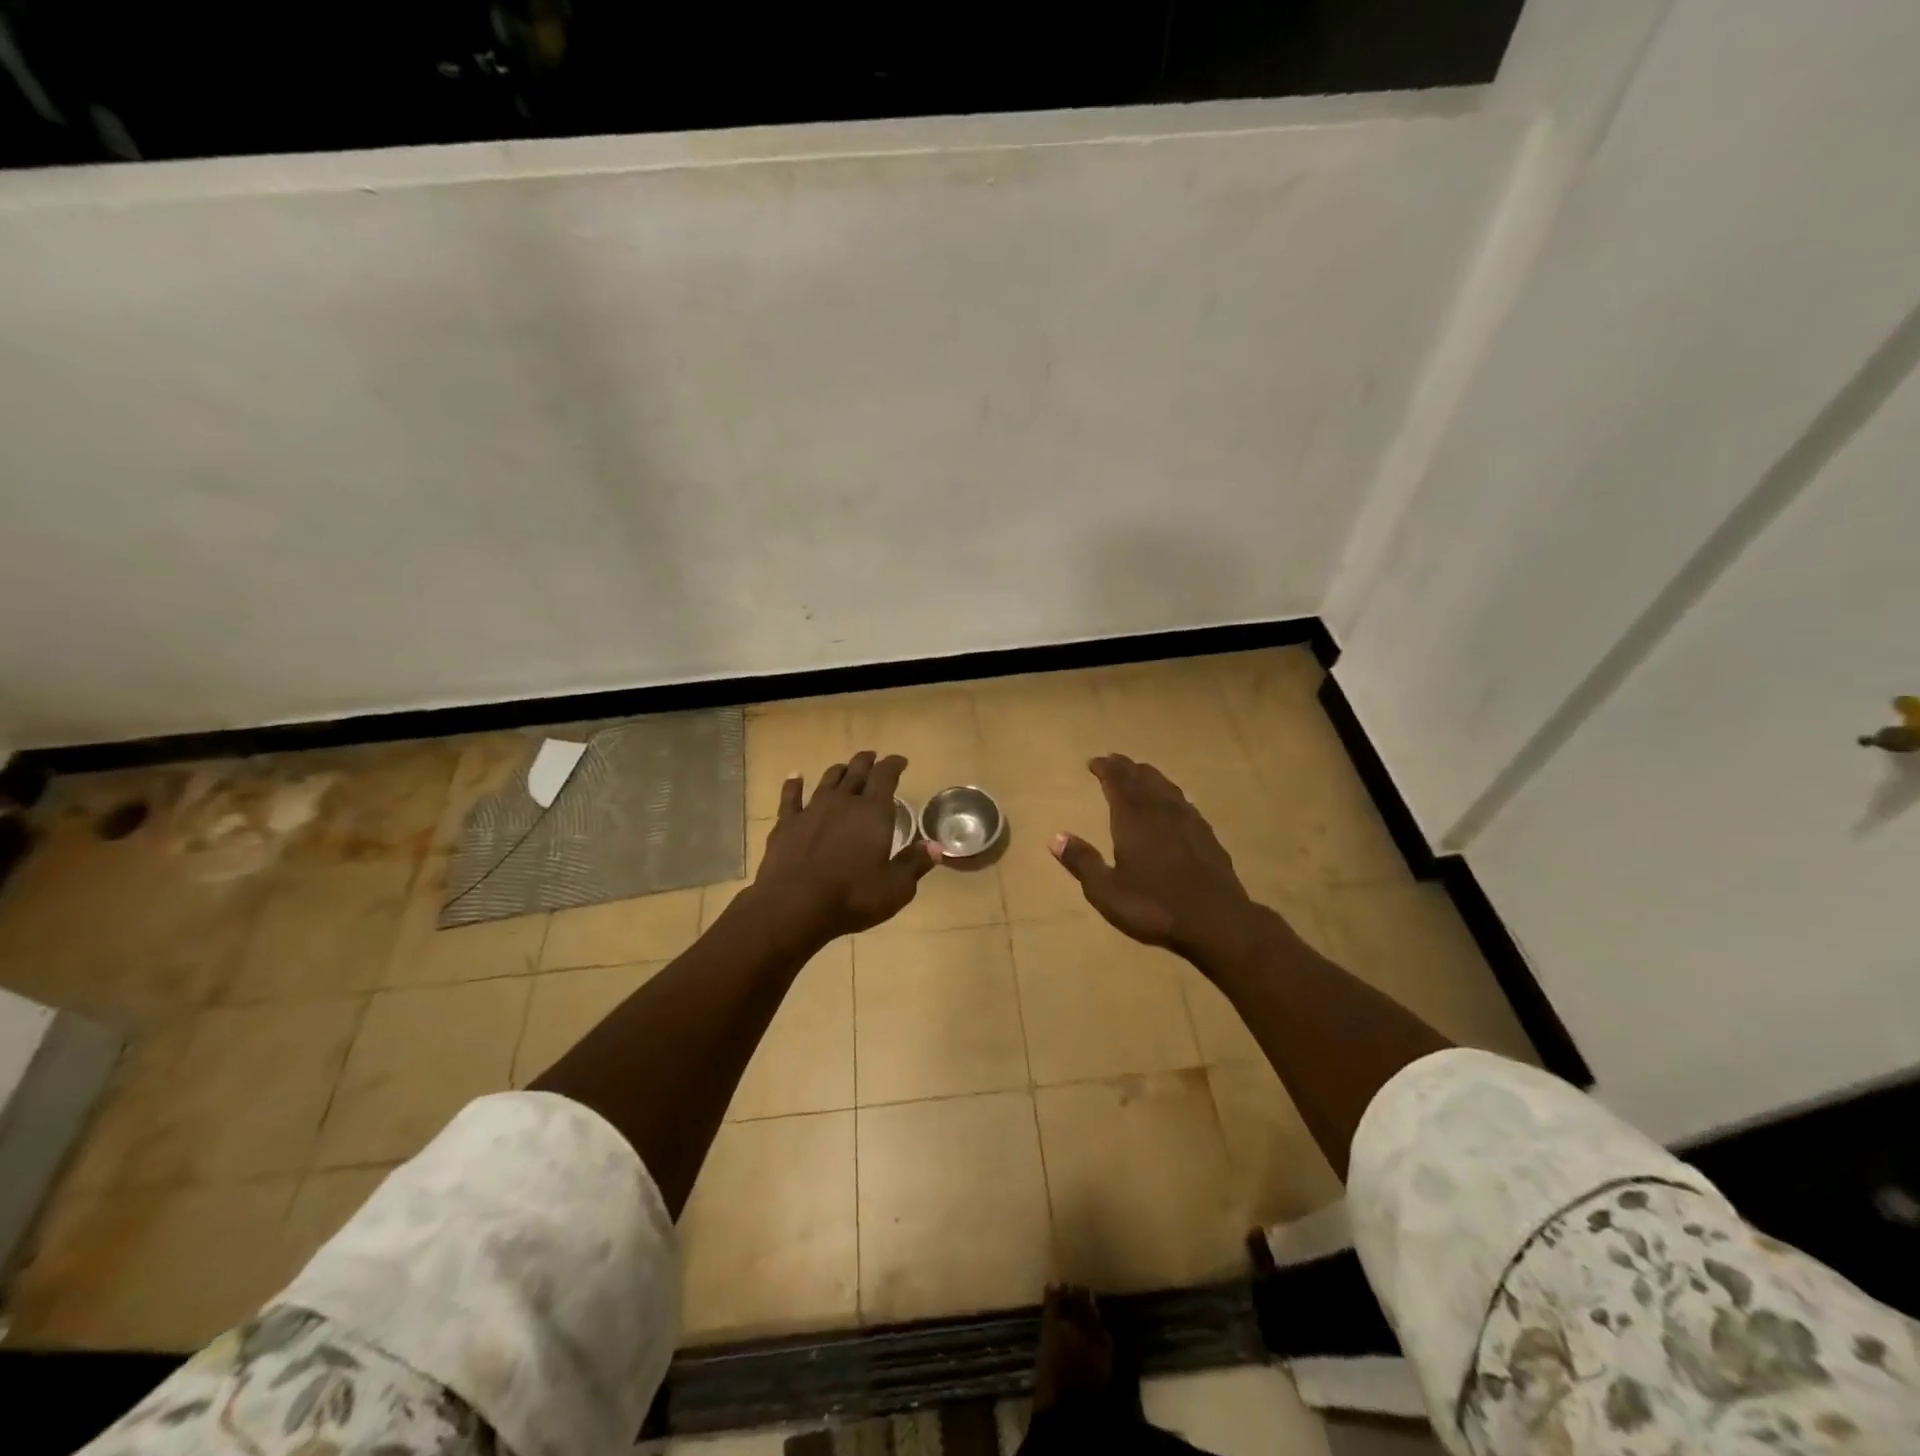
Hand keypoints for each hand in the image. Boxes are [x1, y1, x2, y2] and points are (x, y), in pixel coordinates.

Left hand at [750, 750, 941, 943]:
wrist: (794, 907)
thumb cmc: (852, 897)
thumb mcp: (895, 888)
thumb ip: (915, 864)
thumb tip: (935, 846)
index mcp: (873, 812)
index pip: (886, 776)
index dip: (894, 765)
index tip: (900, 761)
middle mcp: (843, 802)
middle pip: (856, 772)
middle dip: (867, 762)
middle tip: (873, 757)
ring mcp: (812, 810)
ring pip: (828, 780)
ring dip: (838, 771)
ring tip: (844, 768)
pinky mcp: (787, 824)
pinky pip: (791, 797)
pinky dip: (794, 784)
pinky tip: (794, 777)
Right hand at [1050, 754, 1262, 963]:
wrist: (1216, 920)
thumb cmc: (1154, 905)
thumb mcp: (1106, 891)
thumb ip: (1082, 862)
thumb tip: (1056, 838)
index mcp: (1133, 818)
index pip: (1117, 780)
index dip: (1105, 768)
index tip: (1094, 762)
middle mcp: (1161, 810)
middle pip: (1142, 778)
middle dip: (1125, 767)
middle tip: (1113, 762)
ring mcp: (1189, 820)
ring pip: (1166, 787)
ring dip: (1150, 777)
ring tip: (1140, 775)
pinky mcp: (1207, 835)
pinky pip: (1184, 803)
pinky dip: (1170, 796)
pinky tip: (1172, 806)